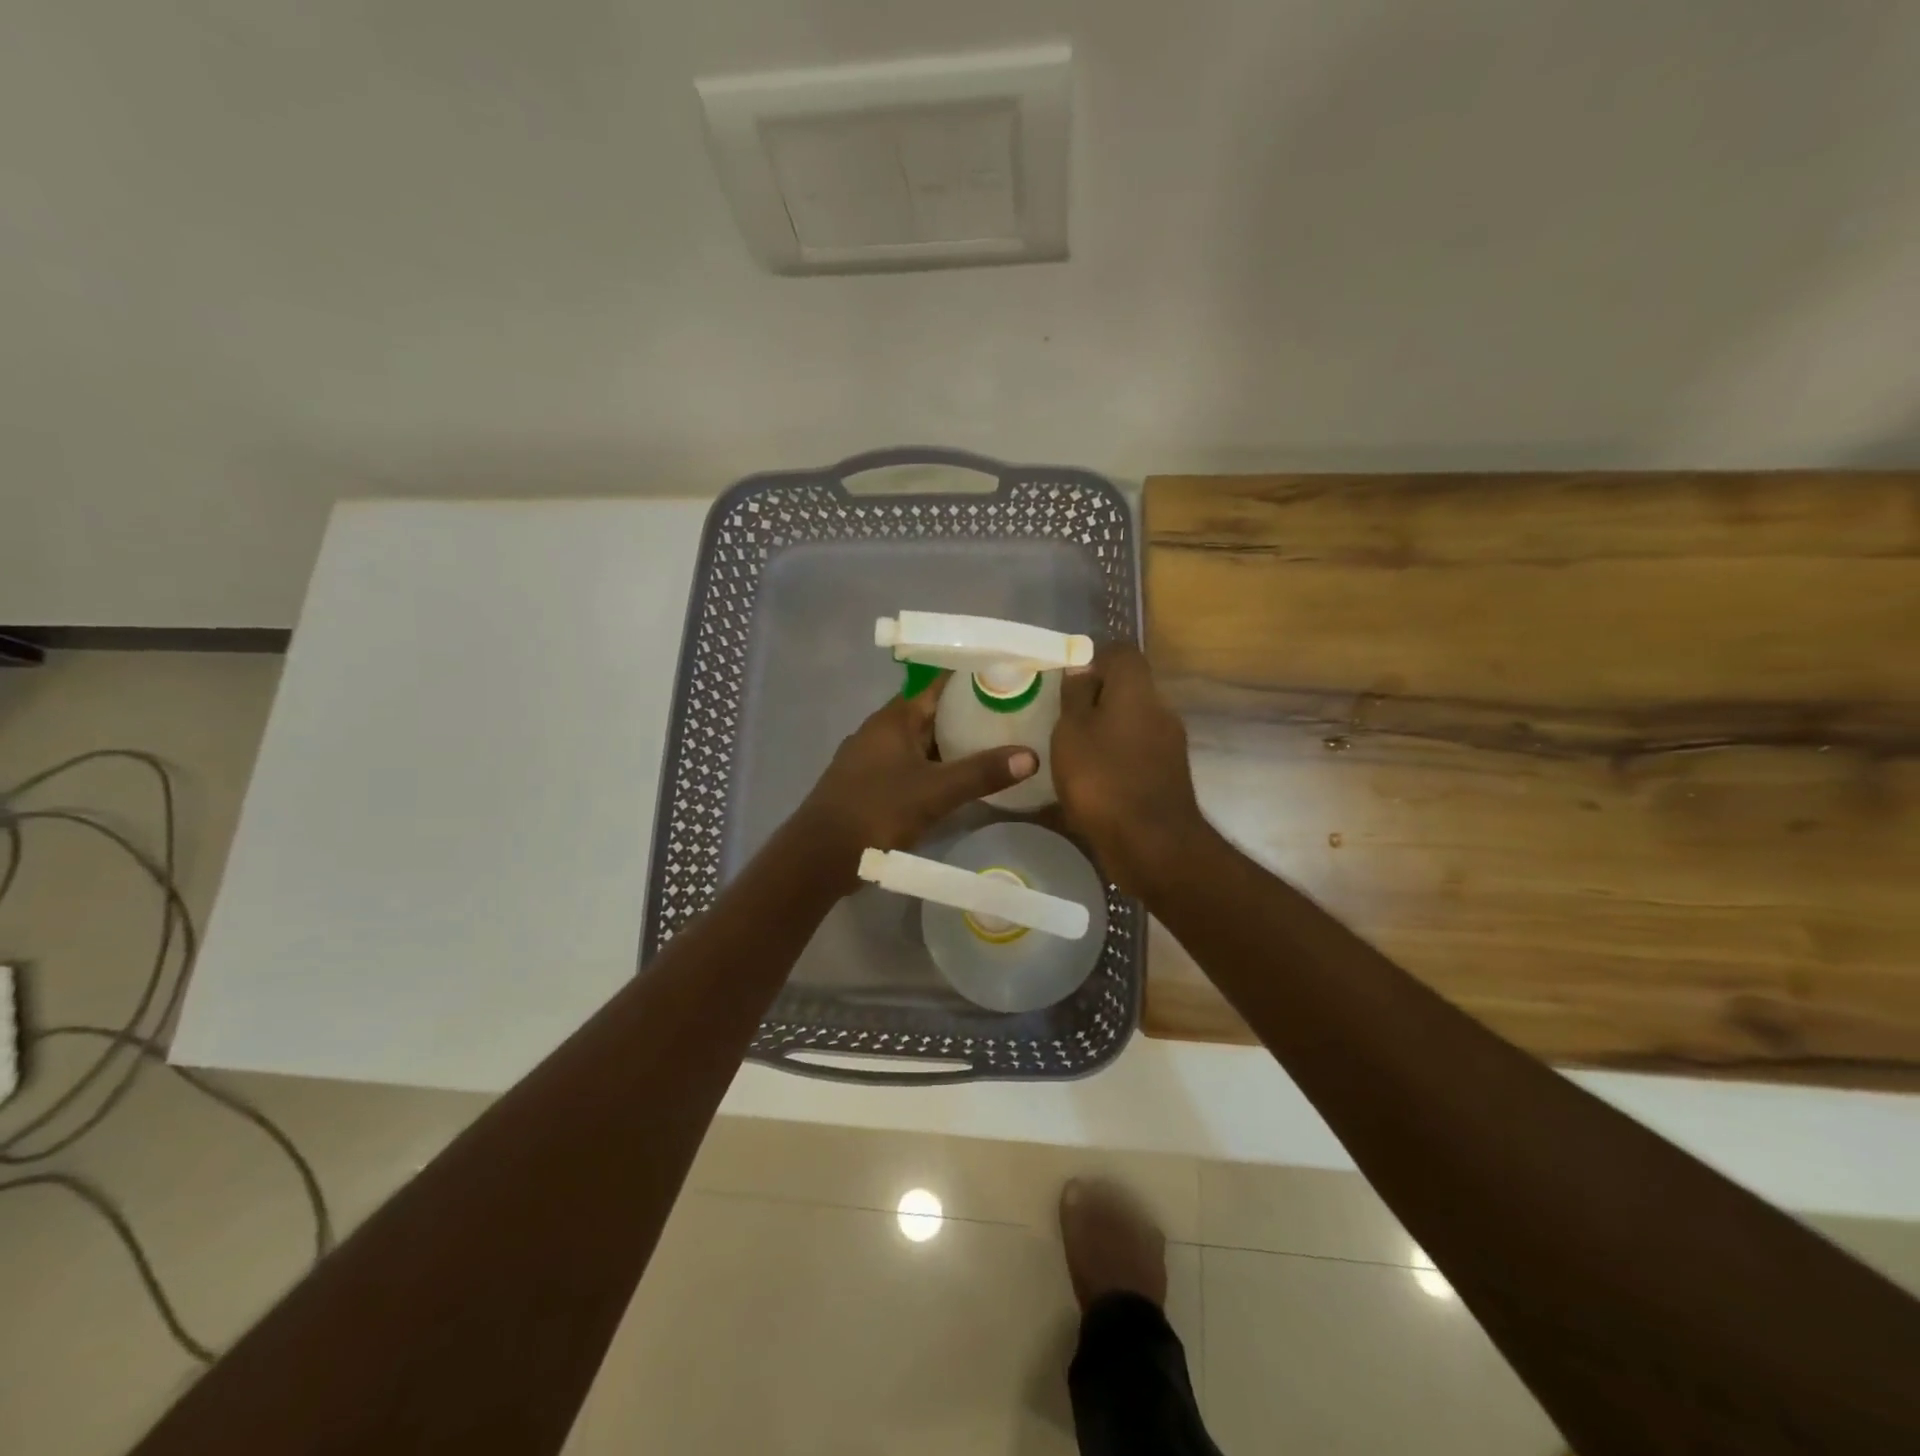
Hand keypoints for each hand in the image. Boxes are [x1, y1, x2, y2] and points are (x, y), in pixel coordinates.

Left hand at [796, 675, 1037, 888]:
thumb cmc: (875, 811)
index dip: (970, 677)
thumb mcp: (935, 792)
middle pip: (931, 713)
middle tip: (1013, 714)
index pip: (937, 683)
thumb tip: (1032, 756)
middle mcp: (880, 731)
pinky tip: (960, 782)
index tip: (1005, 676)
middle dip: (968, 714)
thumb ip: (981, 773)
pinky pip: (911, 766)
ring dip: (953, 744)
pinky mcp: (870, 786)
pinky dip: (936, 768)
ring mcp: (872, 759)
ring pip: (921, 743)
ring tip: (996, 746)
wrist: (819, 857)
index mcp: (893, 719)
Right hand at [1051, 644, 1209, 895]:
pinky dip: (1115, 759)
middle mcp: (1160, 710)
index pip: (1122, 653)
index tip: (1066, 680)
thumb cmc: (1102, 779)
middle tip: (1061, 716)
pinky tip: (1090, 779)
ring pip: (1132, 723)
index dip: (1094, 659)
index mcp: (1137, 690)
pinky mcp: (1167, 776)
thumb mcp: (1072, 732)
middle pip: (1128, 689)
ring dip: (1106, 731)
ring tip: (1071, 750)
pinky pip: (1136, 754)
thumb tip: (1082, 667)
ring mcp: (1169, 745)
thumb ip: (1076, 696)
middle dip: (1097, 698)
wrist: (1152, 844)